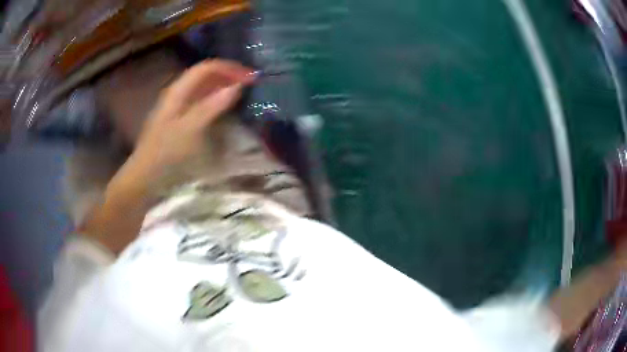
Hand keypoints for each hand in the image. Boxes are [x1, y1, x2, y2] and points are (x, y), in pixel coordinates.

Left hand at [80, 60, 254, 253]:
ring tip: (242, 93)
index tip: (251, 77)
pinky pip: (200, 101)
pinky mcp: (179, 119)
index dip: (230, 68)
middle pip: (205, 75)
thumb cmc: (166, 153)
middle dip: (228, 75)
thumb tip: (237, 86)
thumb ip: (212, 106)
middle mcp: (177, 93)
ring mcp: (177, 106)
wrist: (145, 176)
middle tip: (250, 84)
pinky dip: (215, 100)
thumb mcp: (190, 129)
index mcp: (178, 91)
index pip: (207, 68)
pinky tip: (223, 108)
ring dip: (223, 86)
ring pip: (203, 88)